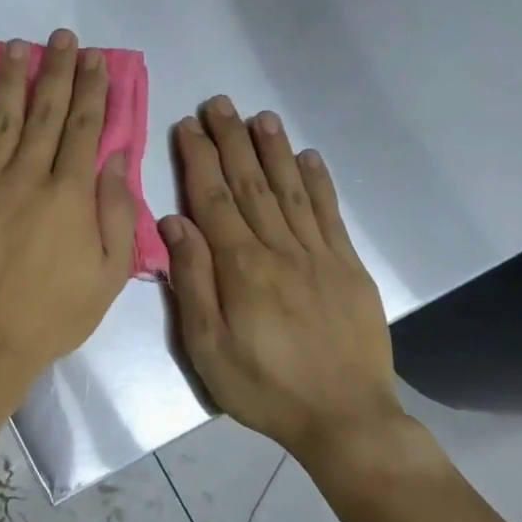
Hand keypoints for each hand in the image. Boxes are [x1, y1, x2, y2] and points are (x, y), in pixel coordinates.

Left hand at [0, 30, 134, 399]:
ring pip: (2, 118)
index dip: (92, 90)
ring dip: (11, 79)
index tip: (96, 59)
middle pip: (46, 112)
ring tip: (18, 46)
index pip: (85, 129)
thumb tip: (115, 160)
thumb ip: (115, 214)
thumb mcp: (107, 275)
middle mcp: (29, 176)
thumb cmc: (52, 314)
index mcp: (70, 195)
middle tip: (61, 37)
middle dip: (57, 71)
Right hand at [162, 99, 402, 465]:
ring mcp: (319, 255)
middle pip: (251, 184)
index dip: (200, 159)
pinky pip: (330, 215)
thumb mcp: (207, 347)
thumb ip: (192, 281)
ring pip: (291, 190)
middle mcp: (280, 249)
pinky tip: (308, 158)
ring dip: (273, 150)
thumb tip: (173, 224)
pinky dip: (318, 182)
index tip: (187, 125)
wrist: (345, 418)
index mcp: (241, 267)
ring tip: (260, 116)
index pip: (214, 199)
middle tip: (218, 103)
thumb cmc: (263, 387)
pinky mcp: (348, 268)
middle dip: (232, 140)